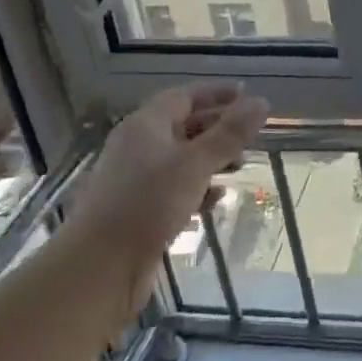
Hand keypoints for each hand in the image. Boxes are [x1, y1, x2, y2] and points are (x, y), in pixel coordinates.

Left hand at [76, 84, 268, 278]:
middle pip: (182, 125)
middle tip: (249, 133)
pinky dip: (196, 187)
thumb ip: (230, 134)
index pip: (185, 96)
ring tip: (239, 166)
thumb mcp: (195, 164)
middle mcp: (138, 145)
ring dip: (209, 159)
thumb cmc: (148, 203)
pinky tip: (215, 199)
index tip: (246, 94)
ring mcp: (135, 179)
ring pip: (179, 159)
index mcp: (146, 124)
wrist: (99, 267)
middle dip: (217, 127)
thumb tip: (262, 102)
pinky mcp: (137, 210)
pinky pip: (173, 188)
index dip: (216, 93)